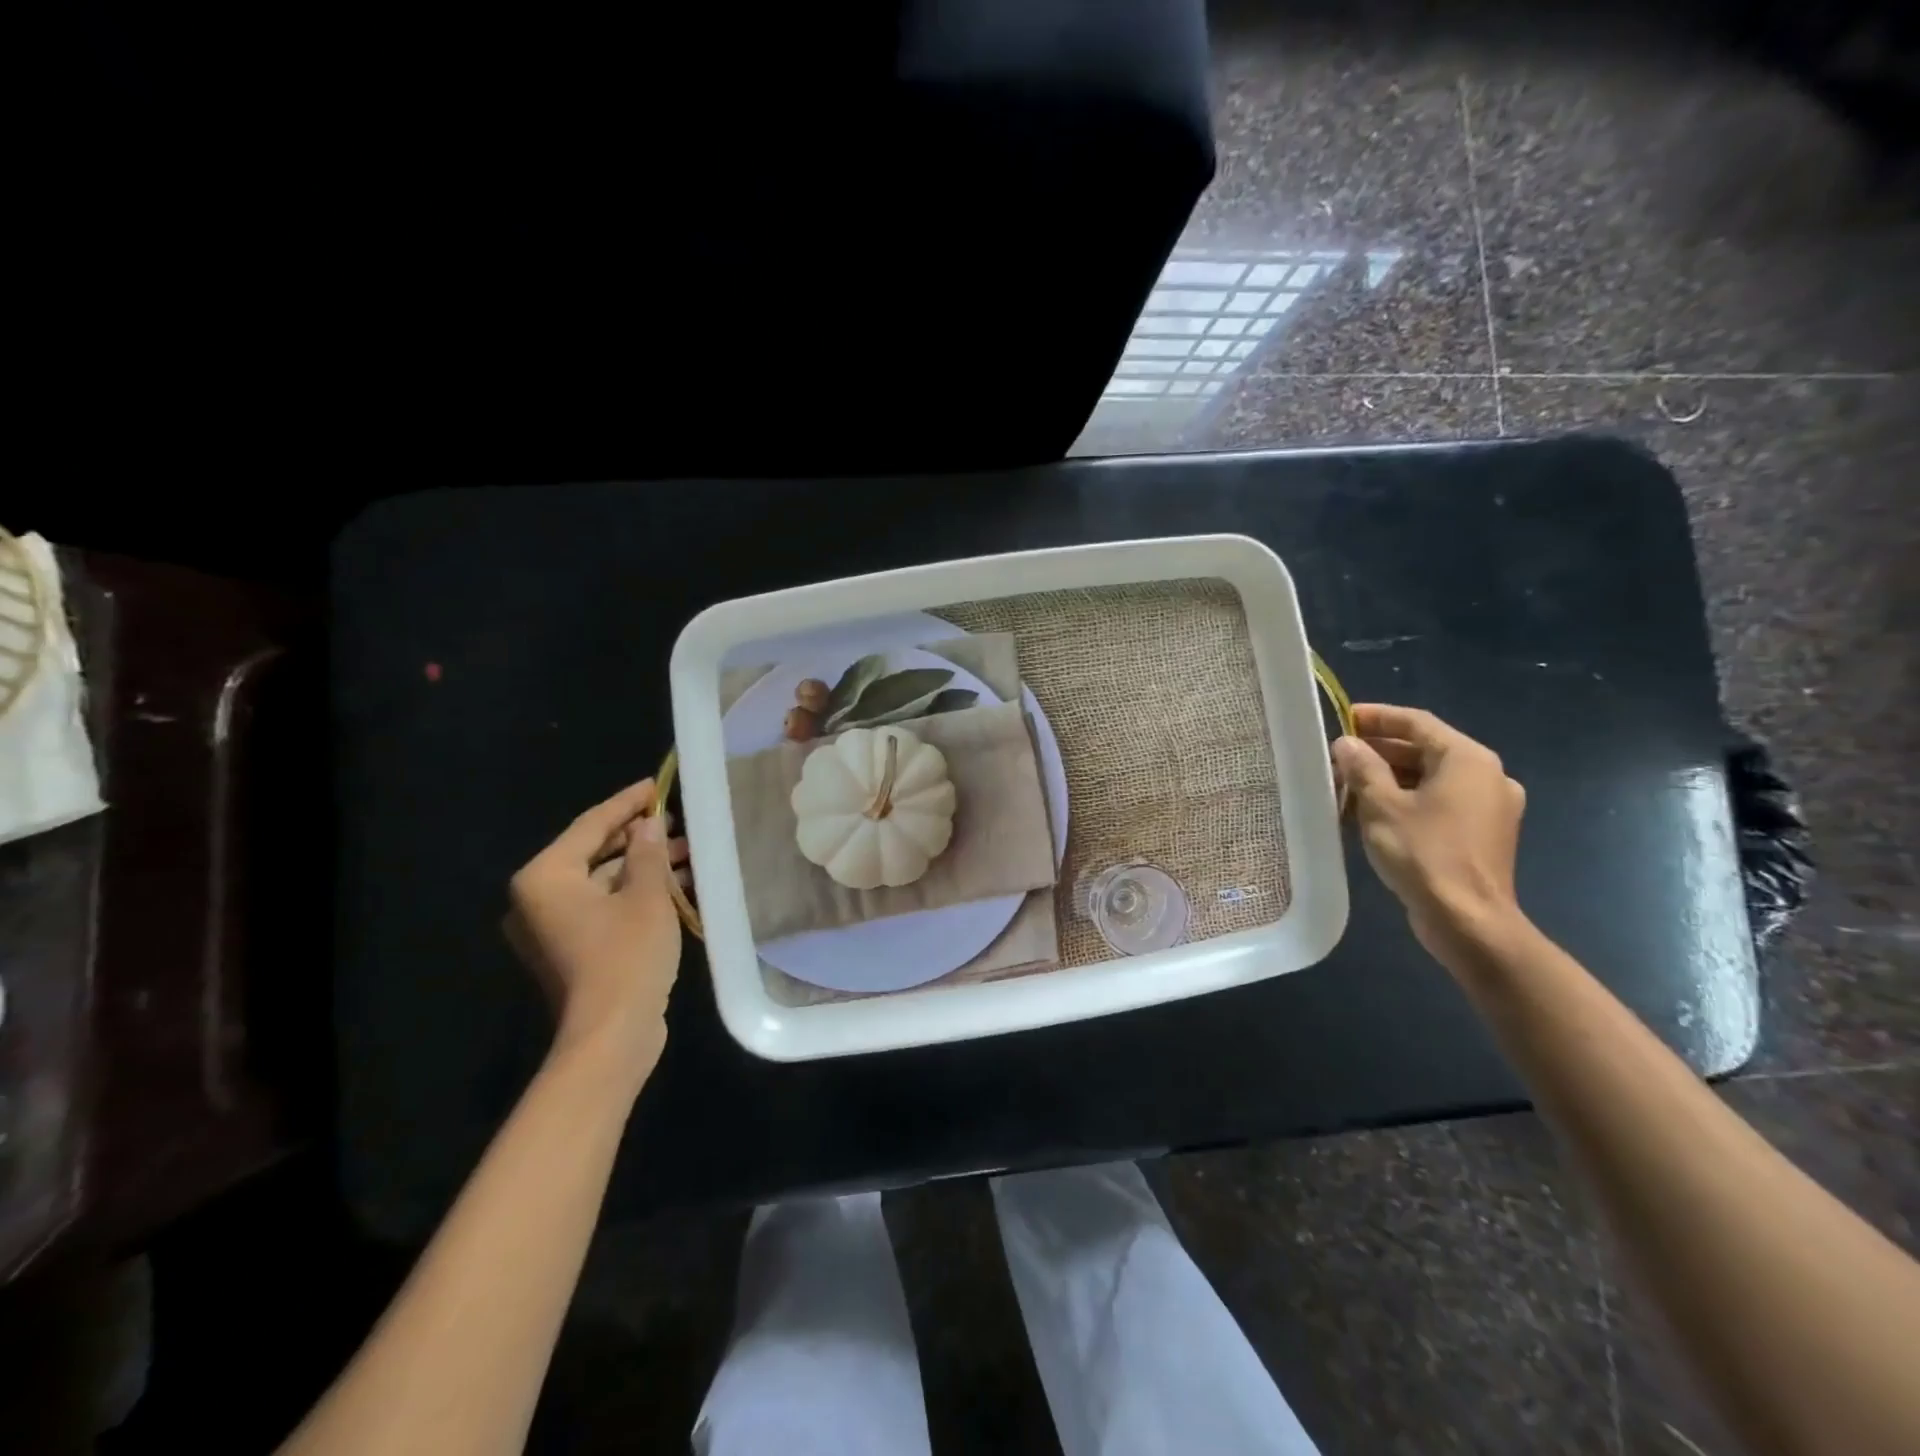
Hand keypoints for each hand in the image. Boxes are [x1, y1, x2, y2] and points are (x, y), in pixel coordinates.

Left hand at [504, 779, 690, 1075]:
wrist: (611, 1035)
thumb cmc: (626, 956)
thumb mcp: (647, 896)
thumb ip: (648, 853)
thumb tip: (649, 825)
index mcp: (545, 878)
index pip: (591, 825)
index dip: (627, 803)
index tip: (657, 785)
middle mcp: (538, 898)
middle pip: (593, 852)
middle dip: (639, 837)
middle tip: (677, 820)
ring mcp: (552, 927)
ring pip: (602, 881)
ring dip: (642, 866)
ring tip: (686, 852)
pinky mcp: (571, 949)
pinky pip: (603, 905)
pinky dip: (634, 892)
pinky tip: (673, 884)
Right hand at [1331, 704, 1526, 959]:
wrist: (1468, 921)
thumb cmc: (1424, 854)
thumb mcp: (1381, 806)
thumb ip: (1363, 768)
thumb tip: (1347, 743)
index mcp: (1468, 760)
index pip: (1417, 723)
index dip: (1376, 717)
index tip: (1341, 719)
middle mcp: (1487, 776)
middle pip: (1425, 750)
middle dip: (1378, 752)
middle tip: (1337, 757)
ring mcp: (1489, 807)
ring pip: (1430, 778)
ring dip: (1389, 778)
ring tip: (1346, 786)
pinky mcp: (1482, 834)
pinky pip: (1439, 803)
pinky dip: (1407, 800)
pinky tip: (1373, 813)